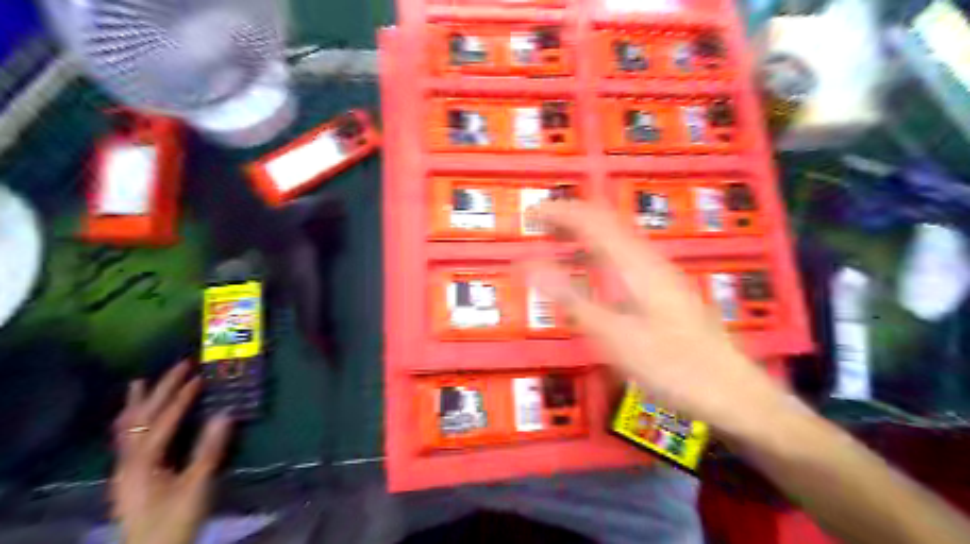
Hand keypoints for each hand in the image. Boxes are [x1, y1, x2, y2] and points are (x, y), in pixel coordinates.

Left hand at [111, 363, 232, 543]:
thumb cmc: (176, 520)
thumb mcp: (197, 486)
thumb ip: (209, 450)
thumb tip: (225, 413)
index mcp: (143, 464)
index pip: (162, 422)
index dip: (180, 399)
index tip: (199, 377)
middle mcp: (128, 462)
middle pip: (140, 418)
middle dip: (160, 390)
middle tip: (179, 366)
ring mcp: (125, 469)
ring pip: (127, 428)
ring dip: (138, 403)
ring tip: (141, 381)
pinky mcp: (130, 475)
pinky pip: (127, 439)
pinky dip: (132, 421)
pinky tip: (136, 416)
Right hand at [530, 201, 795, 435]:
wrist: (733, 394)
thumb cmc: (672, 367)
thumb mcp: (614, 337)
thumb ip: (572, 299)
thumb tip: (531, 266)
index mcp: (636, 265)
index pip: (593, 220)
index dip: (560, 211)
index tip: (531, 214)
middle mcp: (650, 261)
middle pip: (607, 223)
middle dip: (571, 218)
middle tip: (539, 226)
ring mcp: (661, 275)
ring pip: (617, 239)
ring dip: (585, 234)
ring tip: (558, 242)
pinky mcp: (666, 291)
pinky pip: (624, 257)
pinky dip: (599, 253)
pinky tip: (593, 271)